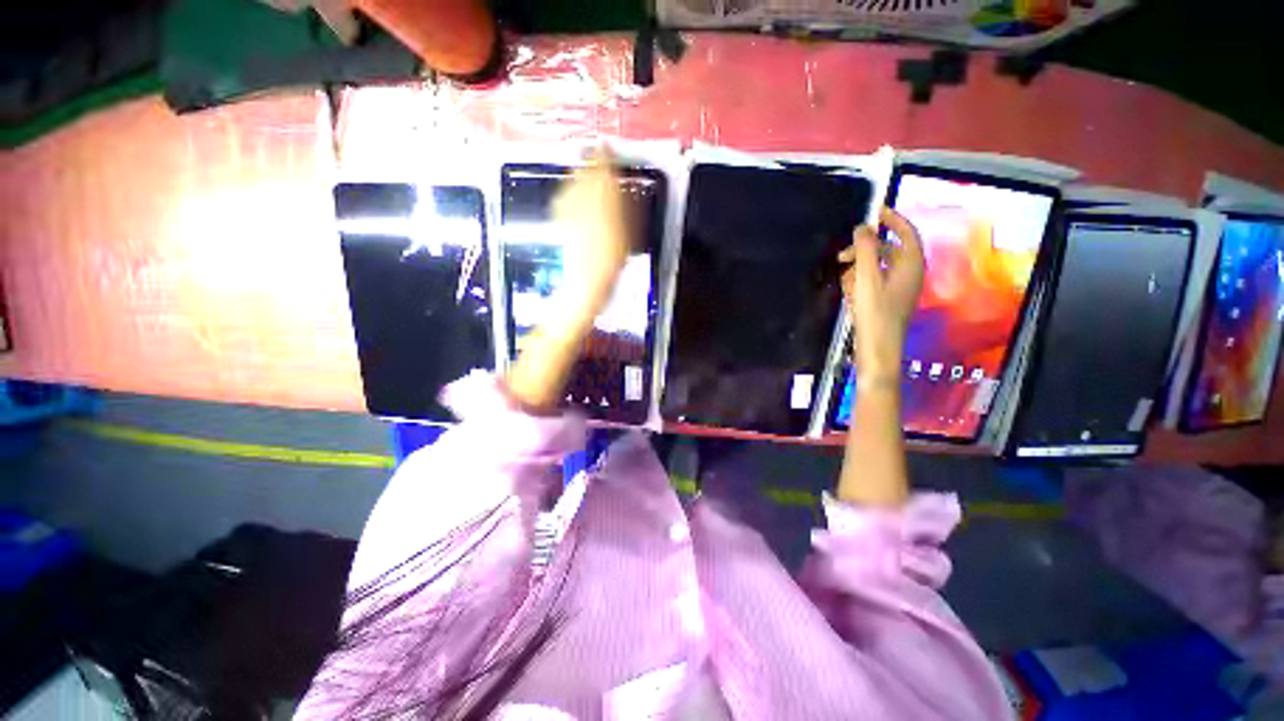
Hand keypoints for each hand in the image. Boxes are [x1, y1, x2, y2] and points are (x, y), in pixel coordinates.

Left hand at [551, 152, 630, 323]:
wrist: (587, 282)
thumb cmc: (612, 261)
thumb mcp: (629, 233)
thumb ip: (625, 207)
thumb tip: (622, 189)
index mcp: (604, 202)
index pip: (603, 169)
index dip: (605, 156)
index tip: (606, 146)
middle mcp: (583, 202)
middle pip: (584, 172)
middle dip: (589, 161)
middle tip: (595, 153)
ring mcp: (569, 211)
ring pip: (571, 183)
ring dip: (578, 173)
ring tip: (584, 169)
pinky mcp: (560, 222)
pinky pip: (563, 198)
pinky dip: (569, 191)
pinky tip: (570, 192)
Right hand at [839, 206, 925, 381]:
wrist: (877, 348)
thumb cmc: (875, 313)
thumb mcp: (867, 278)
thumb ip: (866, 250)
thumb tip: (863, 227)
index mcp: (911, 265)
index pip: (906, 233)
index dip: (892, 219)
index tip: (875, 211)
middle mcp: (909, 274)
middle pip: (888, 250)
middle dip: (865, 249)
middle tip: (842, 255)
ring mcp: (899, 288)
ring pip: (879, 267)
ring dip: (860, 267)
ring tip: (843, 277)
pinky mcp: (888, 301)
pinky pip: (875, 281)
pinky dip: (861, 281)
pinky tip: (848, 291)